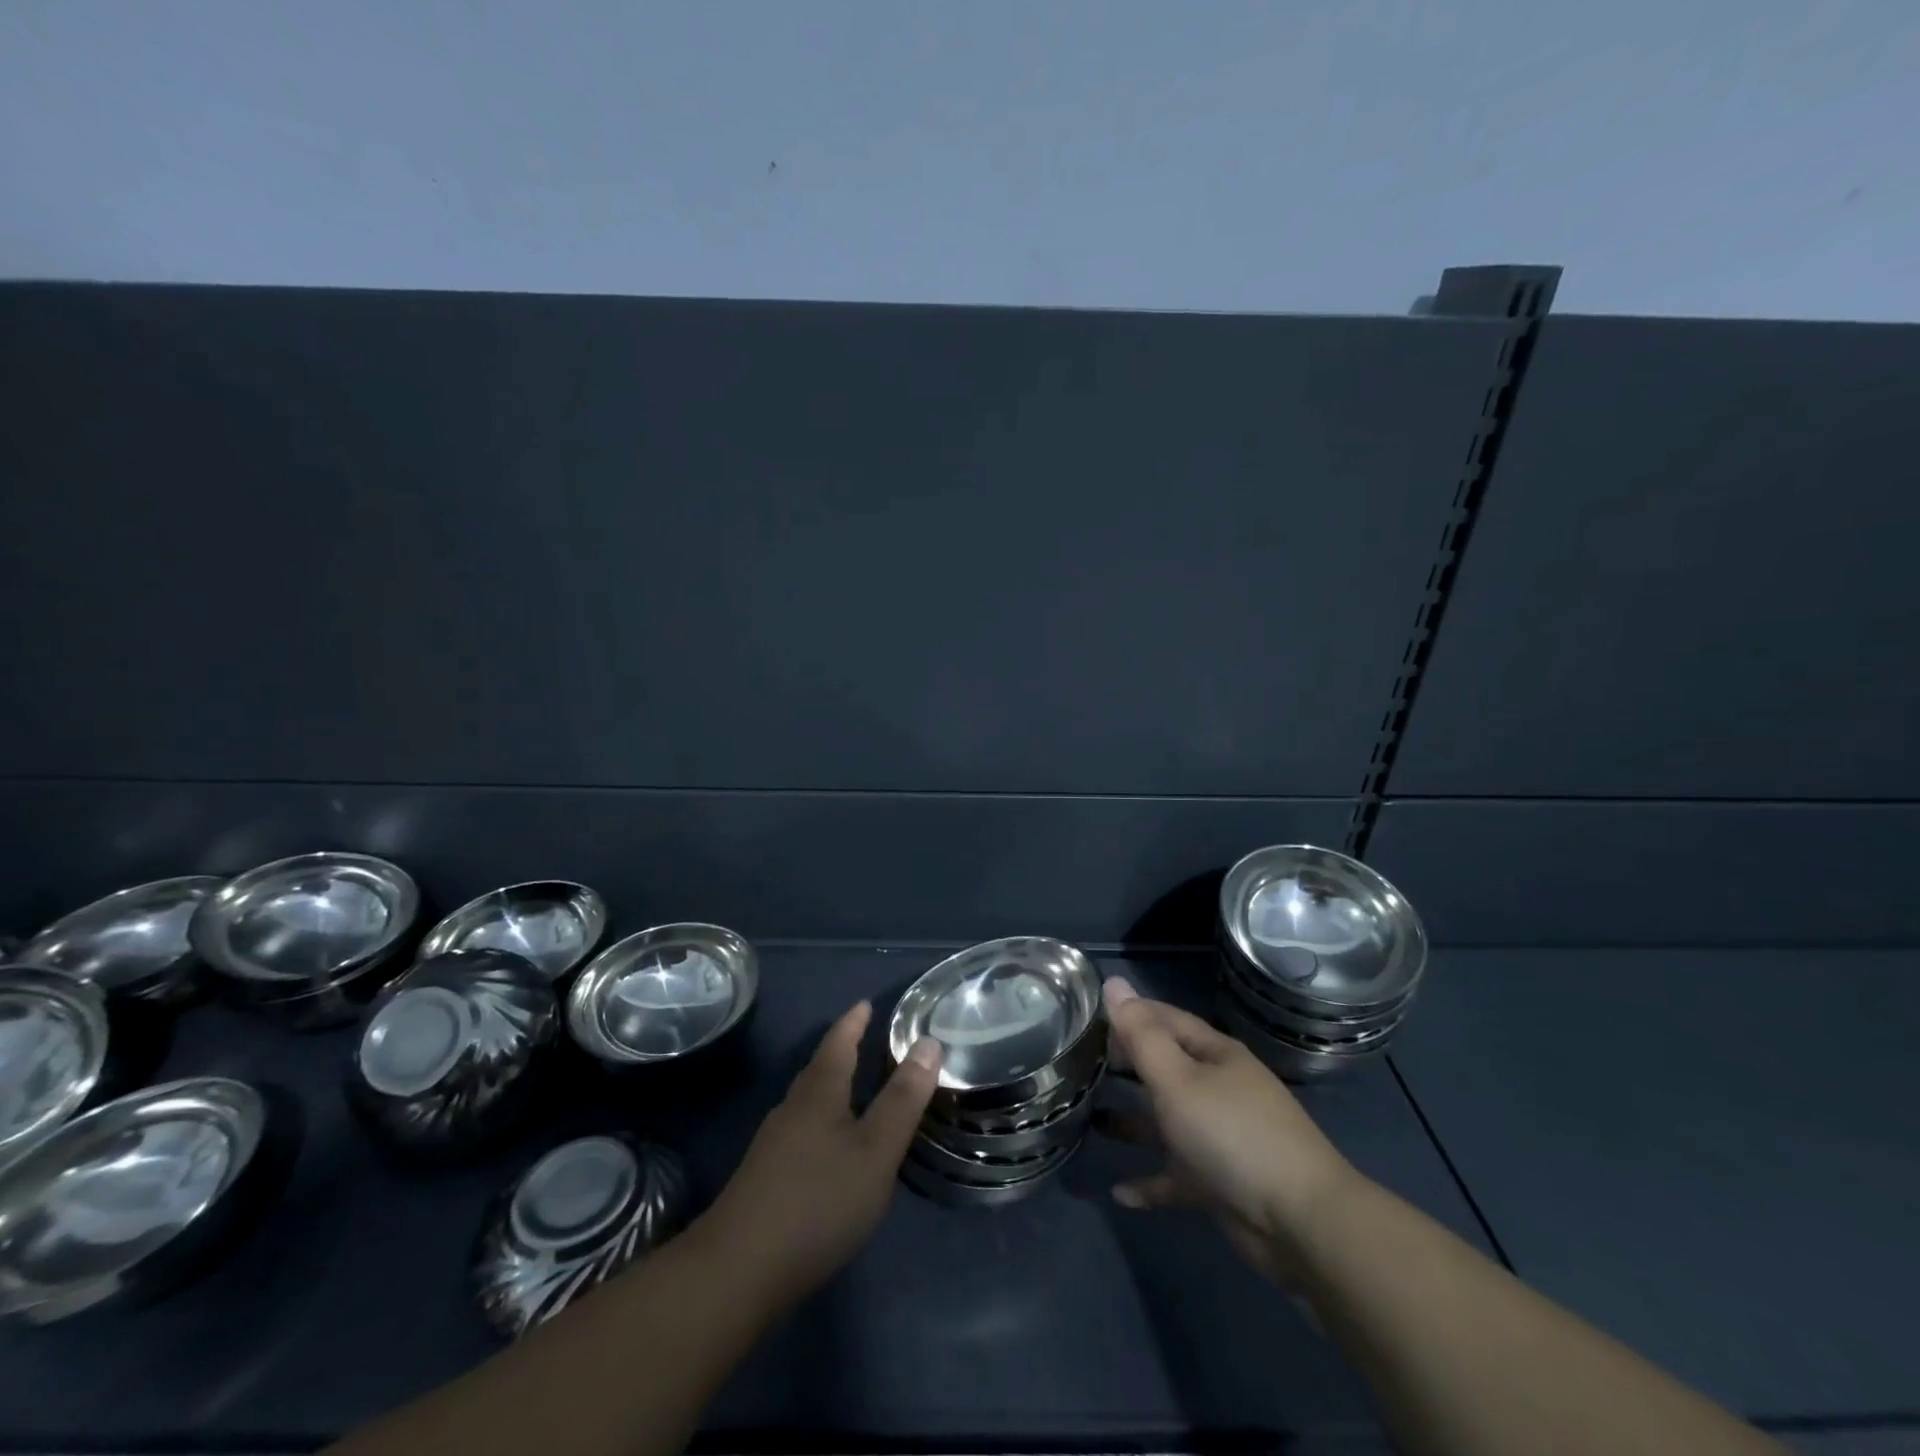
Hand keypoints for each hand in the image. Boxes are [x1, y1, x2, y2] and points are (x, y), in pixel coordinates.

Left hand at [697, 1001, 941, 1305]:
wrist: (737, 1271)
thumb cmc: (818, 1201)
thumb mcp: (875, 1150)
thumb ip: (903, 1100)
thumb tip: (928, 1042)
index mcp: (819, 1093)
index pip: (838, 1044)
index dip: (853, 1023)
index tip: (865, 1003)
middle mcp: (792, 1109)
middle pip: (819, 1070)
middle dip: (840, 1052)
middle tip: (863, 1038)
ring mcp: (773, 1145)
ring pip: (807, 1103)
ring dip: (830, 1088)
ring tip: (852, 1088)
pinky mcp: (764, 1179)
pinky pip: (800, 1131)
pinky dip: (821, 1122)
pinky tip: (829, 1147)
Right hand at [1100, 977, 1357, 1282]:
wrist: (1300, 1221)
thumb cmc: (1232, 1134)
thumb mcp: (1178, 1079)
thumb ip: (1141, 1035)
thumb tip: (1114, 983)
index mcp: (1215, 1056)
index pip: (1166, 1020)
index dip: (1131, 1014)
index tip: (1090, 1015)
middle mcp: (1218, 1089)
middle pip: (1166, 1068)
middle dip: (1128, 1065)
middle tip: (1081, 1062)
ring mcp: (1220, 1137)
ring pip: (1167, 1122)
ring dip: (1132, 1122)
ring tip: (1090, 1120)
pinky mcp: (1219, 1183)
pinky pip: (1175, 1177)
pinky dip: (1149, 1182)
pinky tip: (1119, 1193)